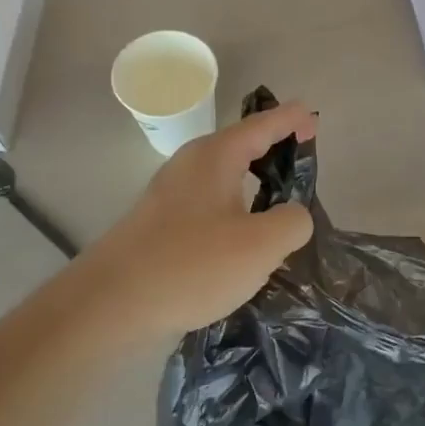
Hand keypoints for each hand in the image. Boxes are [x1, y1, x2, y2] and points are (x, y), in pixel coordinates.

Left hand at [84, 102, 318, 335]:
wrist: (111, 305)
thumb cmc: (191, 265)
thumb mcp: (262, 245)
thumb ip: (293, 221)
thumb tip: (293, 215)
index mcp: (216, 156)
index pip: (263, 124)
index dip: (292, 120)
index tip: (314, 120)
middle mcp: (191, 166)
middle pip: (242, 146)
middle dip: (274, 150)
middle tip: (303, 162)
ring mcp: (172, 195)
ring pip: (225, 178)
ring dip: (255, 185)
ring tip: (282, 206)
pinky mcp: (161, 225)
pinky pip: (210, 205)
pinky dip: (235, 210)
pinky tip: (245, 241)